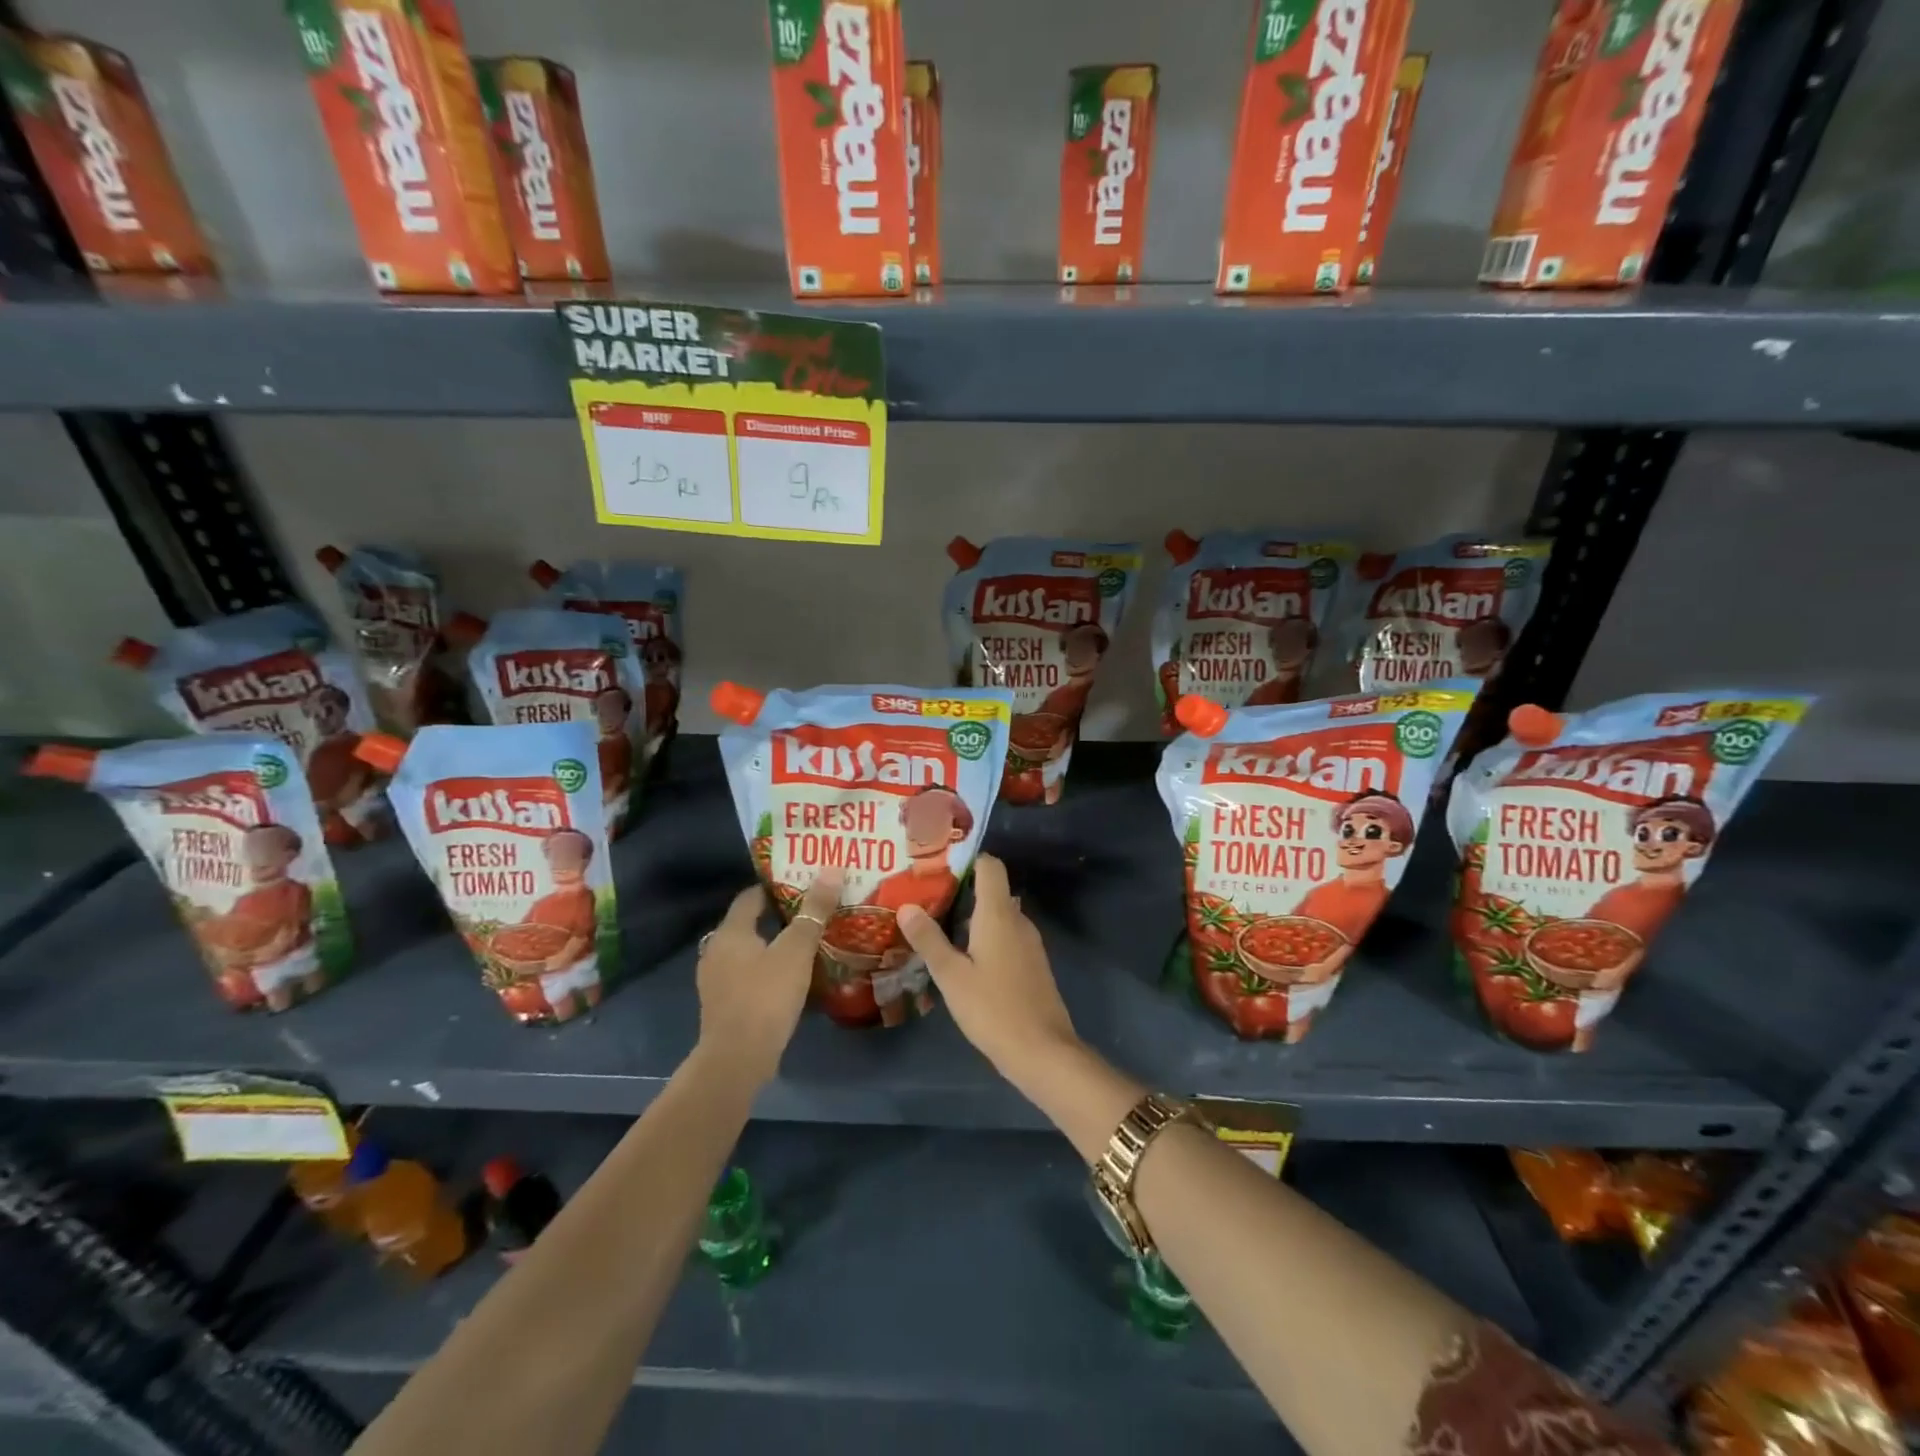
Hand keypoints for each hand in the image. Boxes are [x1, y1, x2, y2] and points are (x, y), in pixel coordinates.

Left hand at [694, 869, 842, 1086]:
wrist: (737, 1059)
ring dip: (774, 944)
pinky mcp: (723, 1004)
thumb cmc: (766, 996)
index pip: (751, 896)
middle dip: (779, 915)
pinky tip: (791, 974)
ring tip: (807, 941)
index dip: (776, 886)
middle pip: (749, 922)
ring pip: (749, 950)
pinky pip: (748, 974)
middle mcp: (717, 950)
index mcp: (730, 931)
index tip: (804, 882)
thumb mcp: (796, 950)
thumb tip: (832, 869)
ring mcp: (716, 979)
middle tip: (812, 909)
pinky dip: (767, 968)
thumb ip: (814, 911)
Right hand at [896, 854, 1076, 1089]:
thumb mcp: (952, 976)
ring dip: (971, 918)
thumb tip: (906, 906)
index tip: (937, 865)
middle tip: (924, 898)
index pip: (990, 866)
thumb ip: (929, 939)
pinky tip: (962, 958)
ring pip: (998, 917)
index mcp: (999, 915)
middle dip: (961, 891)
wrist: (1044, 1052)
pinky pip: (1006, 937)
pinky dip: (985, 938)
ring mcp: (1029, 944)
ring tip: (936, 926)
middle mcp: (1018, 921)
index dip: (967, 860)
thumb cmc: (993, 1009)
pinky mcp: (1032, 965)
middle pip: (992, 891)